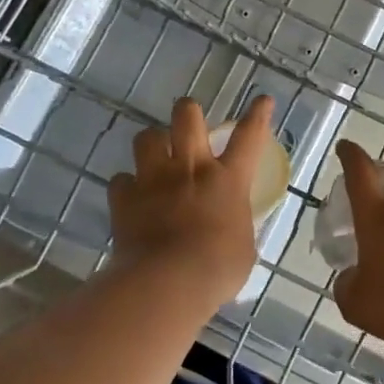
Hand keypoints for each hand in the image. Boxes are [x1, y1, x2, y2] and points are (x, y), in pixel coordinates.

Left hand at [107, 95, 274, 304]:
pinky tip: (131, 198)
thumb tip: (230, 227)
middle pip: (187, 116)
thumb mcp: (243, 249)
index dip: (257, 115)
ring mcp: (154, 179)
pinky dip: (126, 187)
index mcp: (227, 180)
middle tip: (188, 122)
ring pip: (147, 137)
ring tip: (155, 157)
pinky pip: (121, 180)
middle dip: (188, 112)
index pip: (249, 137)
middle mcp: (190, 168)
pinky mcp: (125, 198)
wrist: (167, 283)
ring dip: (152, 143)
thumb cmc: (217, 270)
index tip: (262, 100)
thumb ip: (236, 227)